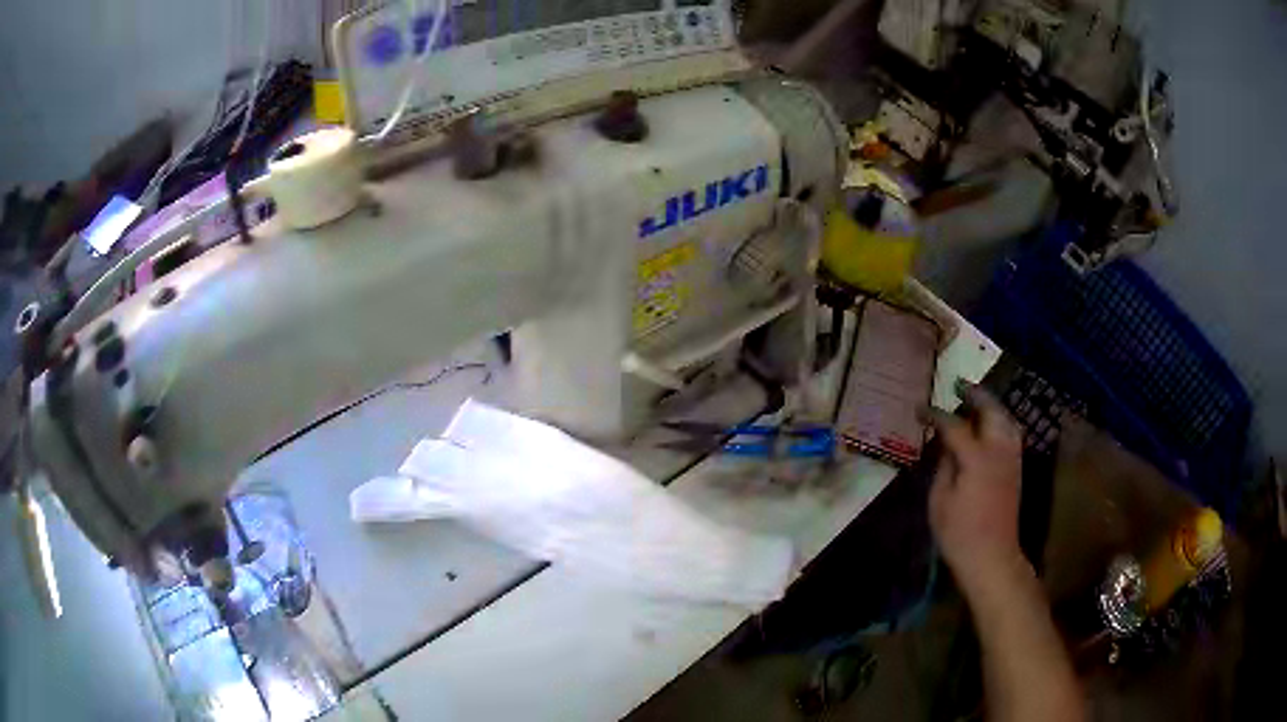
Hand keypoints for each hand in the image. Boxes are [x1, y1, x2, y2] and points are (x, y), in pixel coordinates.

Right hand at [928, 384, 1026, 597]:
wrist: (992, 557)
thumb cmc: (959, 534)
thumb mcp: (939, 501)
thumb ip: (943, 466)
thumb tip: (945, 444)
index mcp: (977, 457)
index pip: (954, 425)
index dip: (936, 414)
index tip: (919, 409)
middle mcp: (999, 450)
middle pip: (990, 410)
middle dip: (974, 395)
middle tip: (957, 386)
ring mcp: (1011, 458)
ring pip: (1005, 418)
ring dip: (990, 405)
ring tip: (974, 401)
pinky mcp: (1016, 468)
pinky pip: (1010, 432)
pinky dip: (999, 420)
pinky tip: (988, 425)